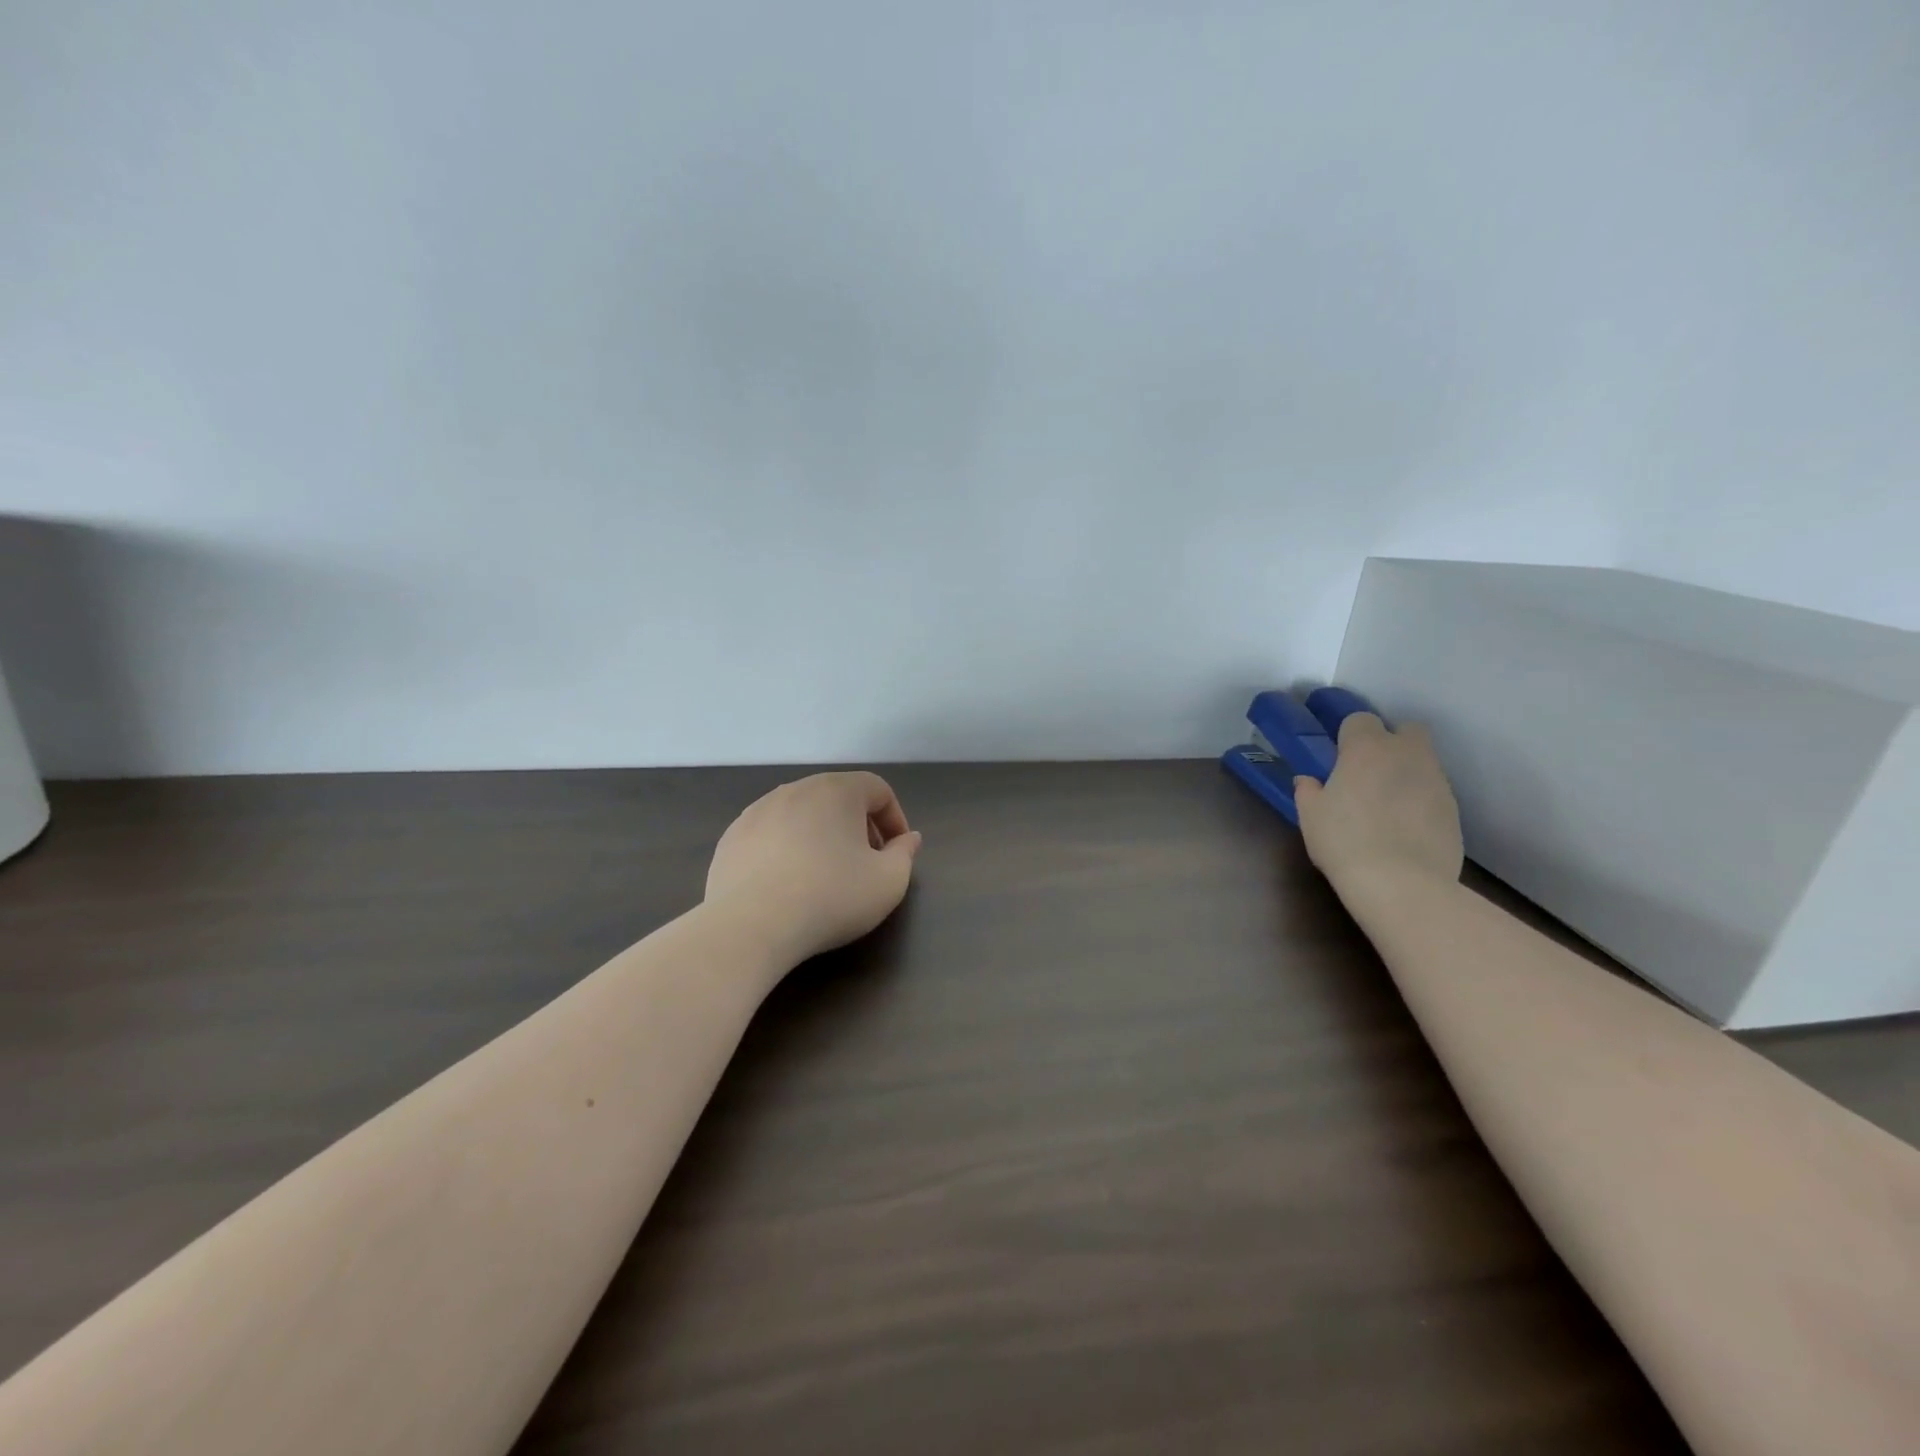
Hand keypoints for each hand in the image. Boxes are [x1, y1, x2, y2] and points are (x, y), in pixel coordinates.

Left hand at [704, 772, 922, 965]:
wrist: (751, 926)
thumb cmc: (831, 897)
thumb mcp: (888, 882)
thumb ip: (905, 854)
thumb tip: (908, 838)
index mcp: (836, 790)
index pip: (877, 789)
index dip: (894, 819)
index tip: (896, 852)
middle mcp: (795, 789)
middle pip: (838, 798)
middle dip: (858, 826)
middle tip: (865, 863)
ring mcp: (757, 811)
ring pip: (801, 815)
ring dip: (820, 836)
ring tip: (825, 875)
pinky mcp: (731, 838)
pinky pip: (771, 835)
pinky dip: (786, 850)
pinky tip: (787, 885)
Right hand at [1294, 714, 1462, 900]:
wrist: (1402, 883)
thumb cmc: (1344, 841)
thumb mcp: (1310, 816)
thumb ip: (1308, 791)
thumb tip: (1308, 781)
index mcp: (1366, 748)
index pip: (1360, 719)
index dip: (1348, 735)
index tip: (1338, 757)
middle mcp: (1406, 754)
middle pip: (1407, 729)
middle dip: (1391, 741)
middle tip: (1369, 770)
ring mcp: (1436, 780)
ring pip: (1424, 761)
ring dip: (1406, 772)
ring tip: (1386, 804)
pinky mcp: (1455, 809)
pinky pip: (1434, 792)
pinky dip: (1421, 801)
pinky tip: (1405, 827)